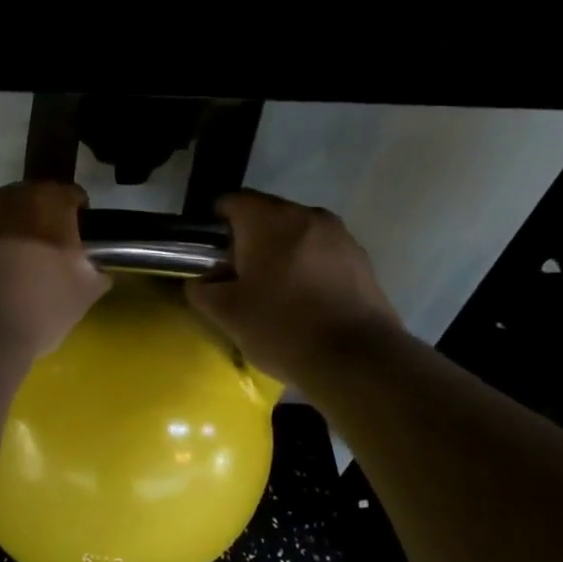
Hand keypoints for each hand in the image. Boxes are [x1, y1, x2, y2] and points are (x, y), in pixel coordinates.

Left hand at [0, 183, 110, 361]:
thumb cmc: (37, 308)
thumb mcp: (82, 294)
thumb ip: (93, 272)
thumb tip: (92, 269)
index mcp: (44, 201)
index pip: (68, 196)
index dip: (77, 215)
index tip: (80, 238)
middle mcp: (3, 198)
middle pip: (27, 202)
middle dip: (38, 222)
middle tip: (46, 254)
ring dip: (5, 236)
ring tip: (13, 269)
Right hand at [187, 190, 398, 383]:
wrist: (357, 359)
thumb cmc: (282, 328)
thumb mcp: (226, 314)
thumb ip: (202, 289)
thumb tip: (202, 280)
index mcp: (269, 220)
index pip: (231, 202)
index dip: (214, 227)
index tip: (210, 258)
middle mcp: (306, 214)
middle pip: (266, 216)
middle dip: (248, 241)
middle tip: (238, 279)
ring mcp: (339, 234)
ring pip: (296, 234)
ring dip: (280, 254)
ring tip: (273, 293)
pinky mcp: (361, 258)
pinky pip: (321, 252)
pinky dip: (307, 267)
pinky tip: (304, 301)